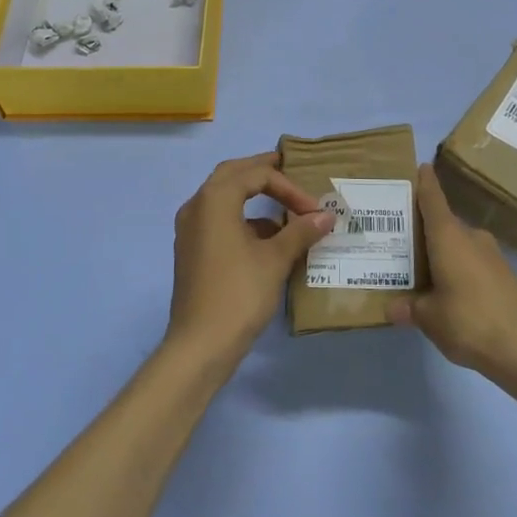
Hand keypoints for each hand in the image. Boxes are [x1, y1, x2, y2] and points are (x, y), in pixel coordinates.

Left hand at [166, 153, 335, 368]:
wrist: (200, 345)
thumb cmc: (239, 293)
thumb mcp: (276, 259)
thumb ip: (301, 231)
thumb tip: (326, 216)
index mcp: (215, 199)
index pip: (256, 175)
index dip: (289, 187)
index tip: (314, 210)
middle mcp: (197, 206)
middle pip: (232, 174)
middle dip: (262, 172)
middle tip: (288, 170)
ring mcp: (190, 229)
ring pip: (223, 197)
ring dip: (252, 196)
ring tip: (284, 208)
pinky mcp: (192, 250)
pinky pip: (218, 219)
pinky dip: (243, 219)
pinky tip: (267, 239)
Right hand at [388, 164, 516, 382]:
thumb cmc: (469, 321)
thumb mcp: (429, 318)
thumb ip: (409, 308)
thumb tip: (391, 307)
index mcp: (448, 237)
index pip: (433, 200)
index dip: (426, 183)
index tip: (421, 166)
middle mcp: (471, 238)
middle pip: (444, 223)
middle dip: (425, 228)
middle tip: (401, 236)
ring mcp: (492, 256)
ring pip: (460, 244)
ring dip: (443, 251)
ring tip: (421, 267)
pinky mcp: (505, 275)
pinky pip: (473, 262)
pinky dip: (459, 268)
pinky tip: (449, 289)